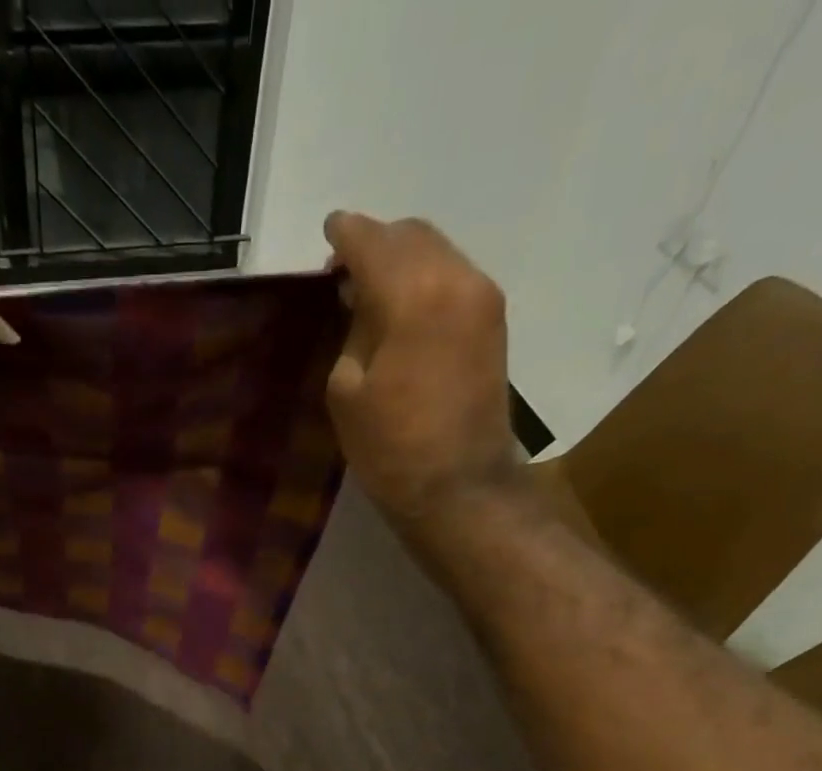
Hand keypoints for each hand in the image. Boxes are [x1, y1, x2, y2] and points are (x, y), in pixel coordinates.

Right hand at [324, 213, 518, 522]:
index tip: (327, 233)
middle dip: (375, 243)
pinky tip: (403, 309)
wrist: (458, 487)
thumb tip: (364, 302)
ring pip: (437, 252)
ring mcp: (482, 298)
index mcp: (412, 294)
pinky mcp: (494, 323)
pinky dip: (424, 280)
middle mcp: (455, 279)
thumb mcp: (346, 390)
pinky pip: (453, 278)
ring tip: (372, 292)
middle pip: (411, 235)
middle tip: (343, 271)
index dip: (344, 234)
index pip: (371, 241)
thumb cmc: (390, 447)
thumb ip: (354, 330)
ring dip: (402, 261)